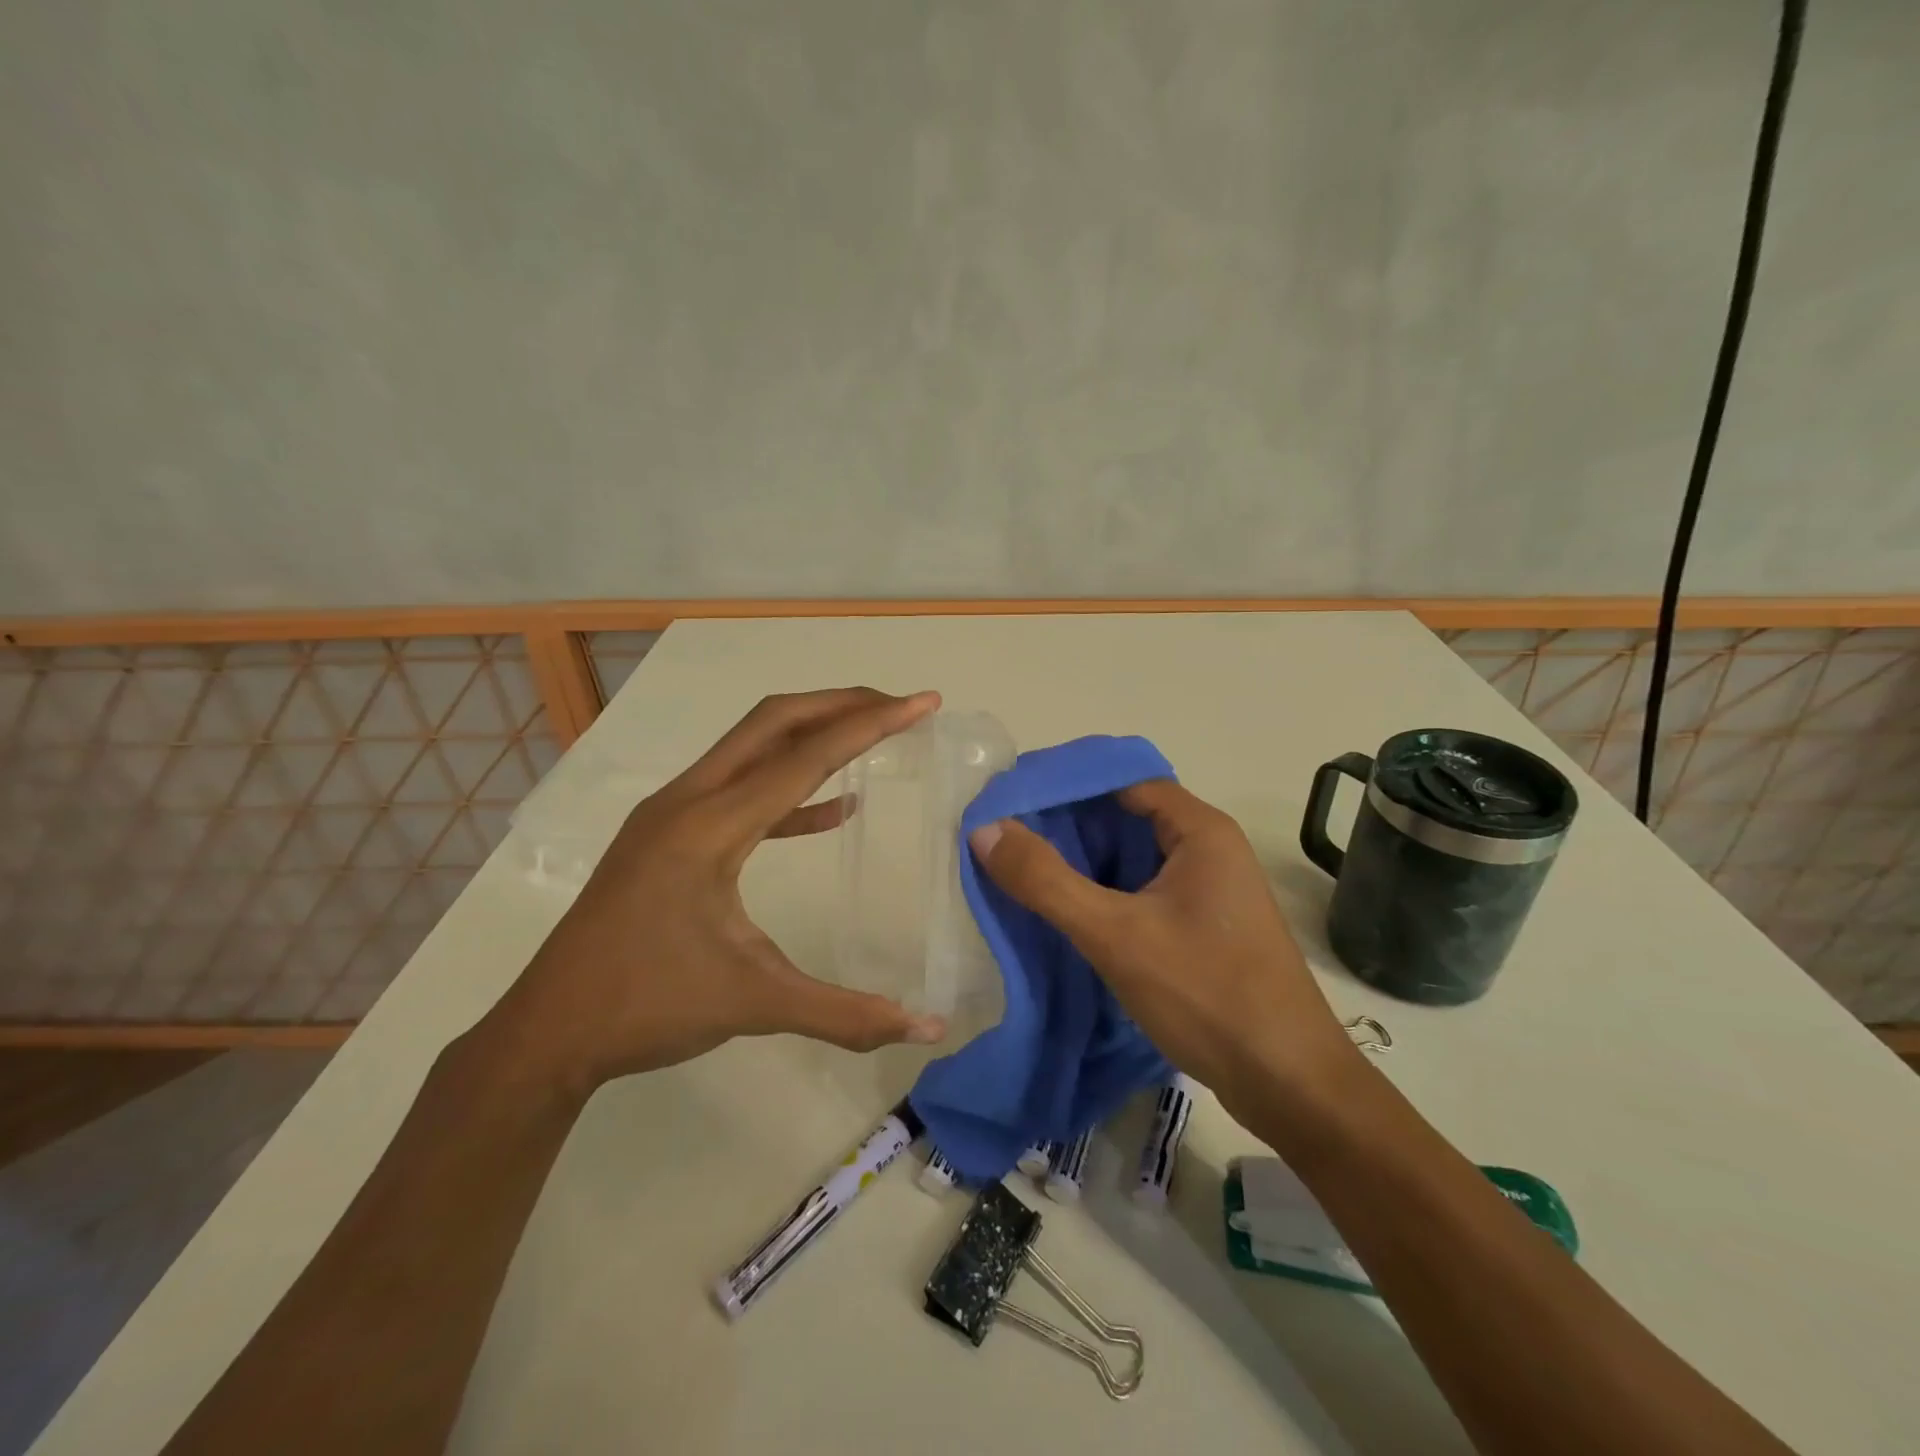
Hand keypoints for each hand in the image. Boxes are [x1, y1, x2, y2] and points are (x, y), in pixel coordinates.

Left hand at [485, 688, 948, 1099]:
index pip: (805, 757)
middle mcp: (688, 801)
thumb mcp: (754, 1003)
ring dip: (814, 735)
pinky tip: (833, 810)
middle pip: (774, 722)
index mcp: (709, 826)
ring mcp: (673, 815)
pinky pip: (741, 791)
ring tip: (872, 735)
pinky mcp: (669, 836)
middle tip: (901, 707)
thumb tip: (929, 1029)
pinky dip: (792, 790)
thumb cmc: (646, 1008)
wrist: (547, 1032)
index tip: (922, 703)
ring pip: (753, 748)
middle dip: (842, 705)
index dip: (870, 725)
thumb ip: (845, 1013)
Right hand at [968, 779, 1357, 1115]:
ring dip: (1083, 860)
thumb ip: (1046, 881)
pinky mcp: (1203, 926)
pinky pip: (1142, 890)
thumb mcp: (1116, 934)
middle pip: (1126, 815)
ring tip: (1023, 868)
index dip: (1066, 784)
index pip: (1122, 780)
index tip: (1012, 799)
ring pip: (1132, 856)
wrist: (1290, 1084)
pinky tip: (1065, 910)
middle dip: (1067, 823)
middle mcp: (1208, 848)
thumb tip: (984, 830)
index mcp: (1200, 830)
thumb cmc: (1207, 993)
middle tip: (1006, 835)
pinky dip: (1103, 892)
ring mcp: (1208, 890)